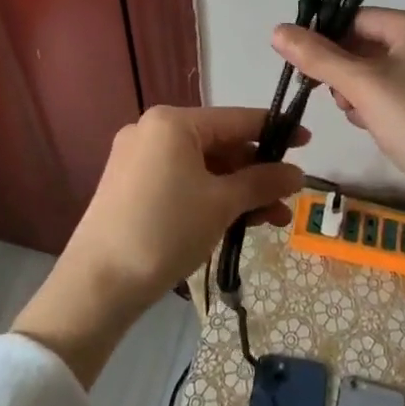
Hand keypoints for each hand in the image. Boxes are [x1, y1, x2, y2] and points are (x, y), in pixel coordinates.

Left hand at [14, 106, 304, 385]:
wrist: (97, 285)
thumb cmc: (165, 231)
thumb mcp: (221, 204)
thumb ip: (261, 182)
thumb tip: (297, 173)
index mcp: (173, 121)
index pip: (237, 119)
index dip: (276, 131)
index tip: (307, 141)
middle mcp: (153, 130)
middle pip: (219, 145)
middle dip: (256, 173)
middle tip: (289, 199)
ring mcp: (138, 158)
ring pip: (202, 167)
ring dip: (238, 191)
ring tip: (273, 221)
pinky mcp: (130, 186)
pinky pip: (182, 181)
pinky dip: (210, 198)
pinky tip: (237, 221)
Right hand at [278, 11, 404, 400]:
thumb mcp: (362, 87)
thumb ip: (318, 57)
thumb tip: (277, 30)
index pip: (357, 18)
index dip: (325, 37)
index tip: (299, 65)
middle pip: (365, 43)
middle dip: (341, 69)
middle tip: (325, 93)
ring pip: (375, 71)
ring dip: (354, 90)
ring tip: (353, 112)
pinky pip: (391, 93)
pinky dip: (373, 105)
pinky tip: (368, 125)